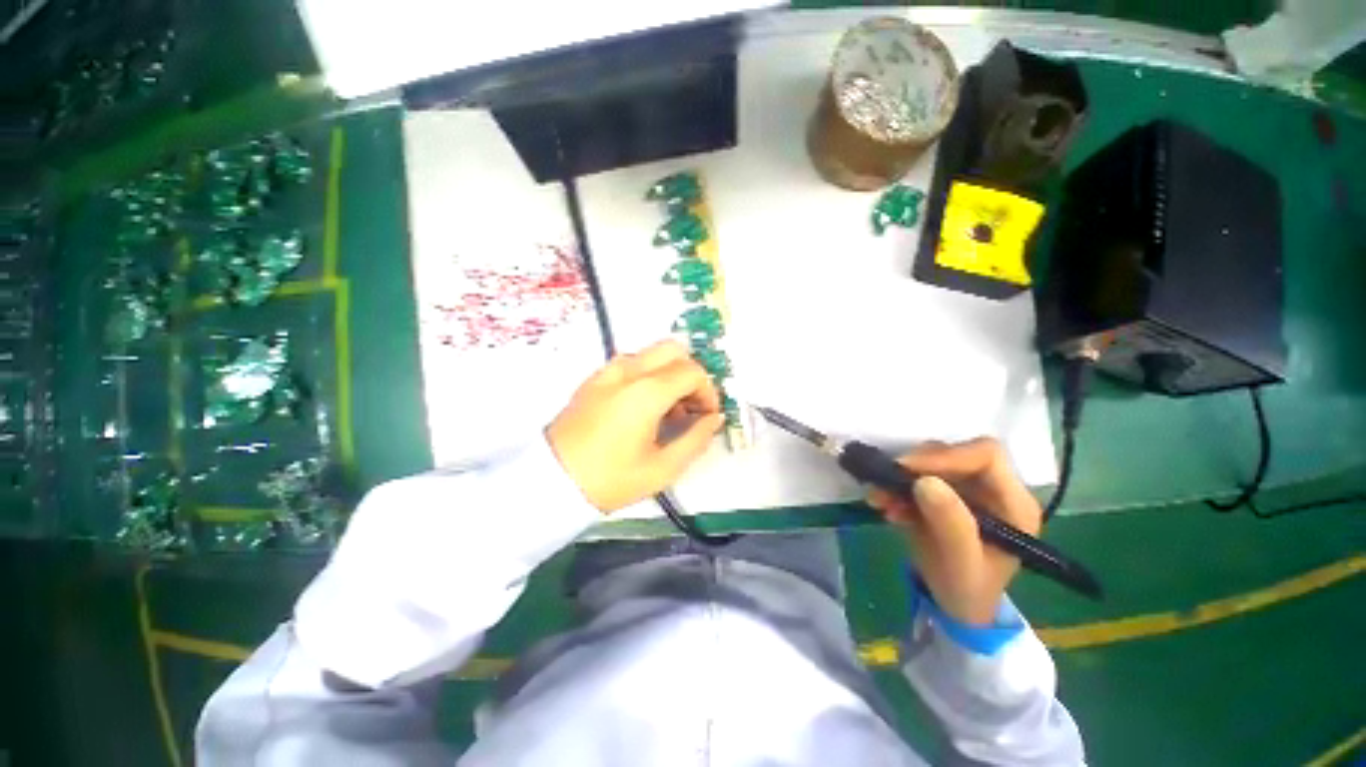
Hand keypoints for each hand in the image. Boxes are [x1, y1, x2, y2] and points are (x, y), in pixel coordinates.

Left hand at [547, 340, 723, 512]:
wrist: (551, 480)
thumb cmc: (609, 478)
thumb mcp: (662, 468)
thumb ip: (696, 439)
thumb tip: (714, 419)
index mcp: (647, 392)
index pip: (693, 372)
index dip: (708, 392)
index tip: (707, 416)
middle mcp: (628, 371)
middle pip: (675, 350)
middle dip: (691, 374)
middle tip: (691, 406)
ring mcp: (609, 371)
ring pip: (653, 353)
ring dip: (670, 373)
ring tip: (668, 410)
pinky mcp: (596, 377)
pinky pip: (633, 363)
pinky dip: (650, 374)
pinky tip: (644, 407)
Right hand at [866, 438, 1041, 625]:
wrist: (955, 604)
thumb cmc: (968, 589)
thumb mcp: (962, 565)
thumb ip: (951, 525)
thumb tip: (925, 481)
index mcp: (1013, 504)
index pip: (986, 456)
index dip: (947, 456)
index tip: (908, 470)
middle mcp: (992, 488)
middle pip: (954, 454)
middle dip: (916, 466)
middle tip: (886, 483)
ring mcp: (966, 488)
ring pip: (930, 461)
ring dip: (899, 477)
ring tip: (879, 498)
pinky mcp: (943, 492)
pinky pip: (915, 476)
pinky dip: (894, 486)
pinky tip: (883, 505)